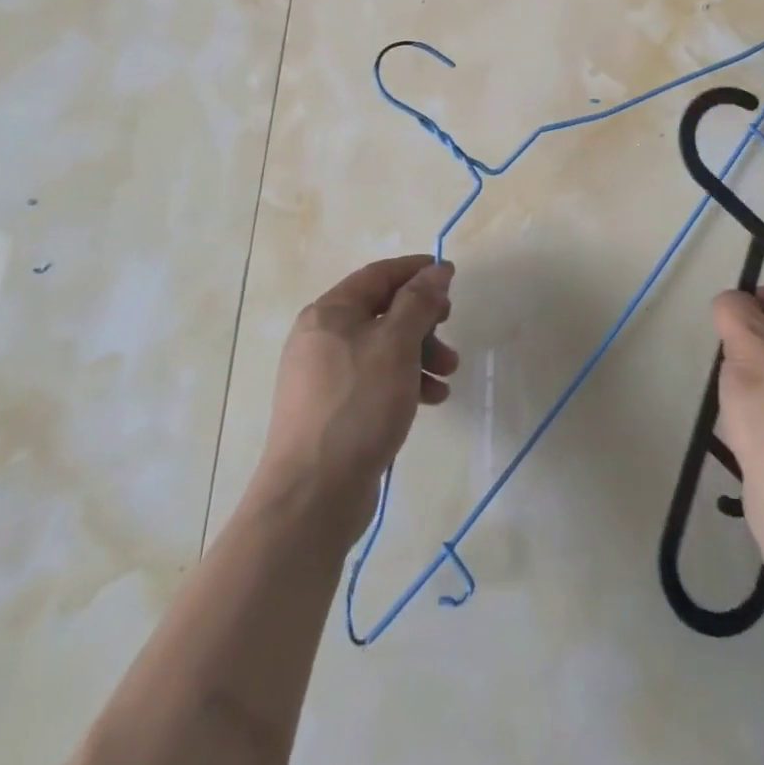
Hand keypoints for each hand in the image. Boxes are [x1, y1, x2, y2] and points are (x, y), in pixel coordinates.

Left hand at [254, 256, 460, 542]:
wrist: (313, 495)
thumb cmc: (358, 405)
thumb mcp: (396, 344)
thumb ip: (420, 302)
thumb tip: (437, 269)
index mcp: (330, 312)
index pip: (379, 275)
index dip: (416, 270)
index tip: (451, 275)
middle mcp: (322, 337)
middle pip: (382, 311)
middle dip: (422, 319)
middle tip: (450, 328)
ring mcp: (324, 375)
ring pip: (382, 348)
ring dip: (420, 353)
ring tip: (448, 374)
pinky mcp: (332, 409)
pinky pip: (375, 380)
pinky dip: (404, 381)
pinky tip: (431, 400)